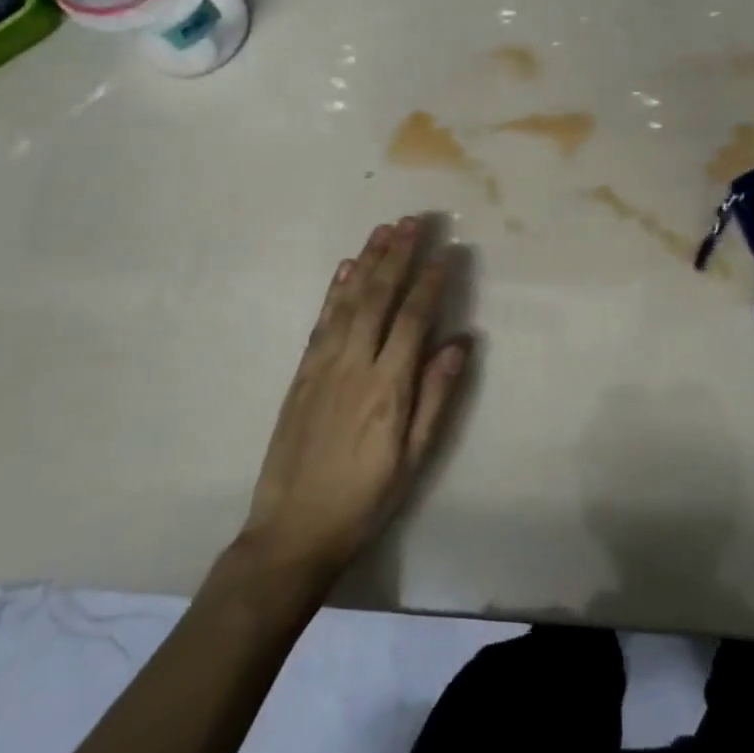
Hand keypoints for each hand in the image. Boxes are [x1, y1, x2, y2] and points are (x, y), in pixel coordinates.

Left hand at [240, 217, 469, 584]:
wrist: (293, 531)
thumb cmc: (366, 498)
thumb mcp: (414, 457)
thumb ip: (436, 396)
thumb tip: (460, 343)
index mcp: (388, 386)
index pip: (415, 318)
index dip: (432, 281)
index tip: (448, 251)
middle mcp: (355, 365)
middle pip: (379, 297)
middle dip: (398, 255)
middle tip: (413, 221)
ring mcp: (323, 366)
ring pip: (348, 301)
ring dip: (367, 261)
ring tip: (383, 230)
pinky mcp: (302, 373)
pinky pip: (321, 321)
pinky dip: (334, 290)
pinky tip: (346, 268)